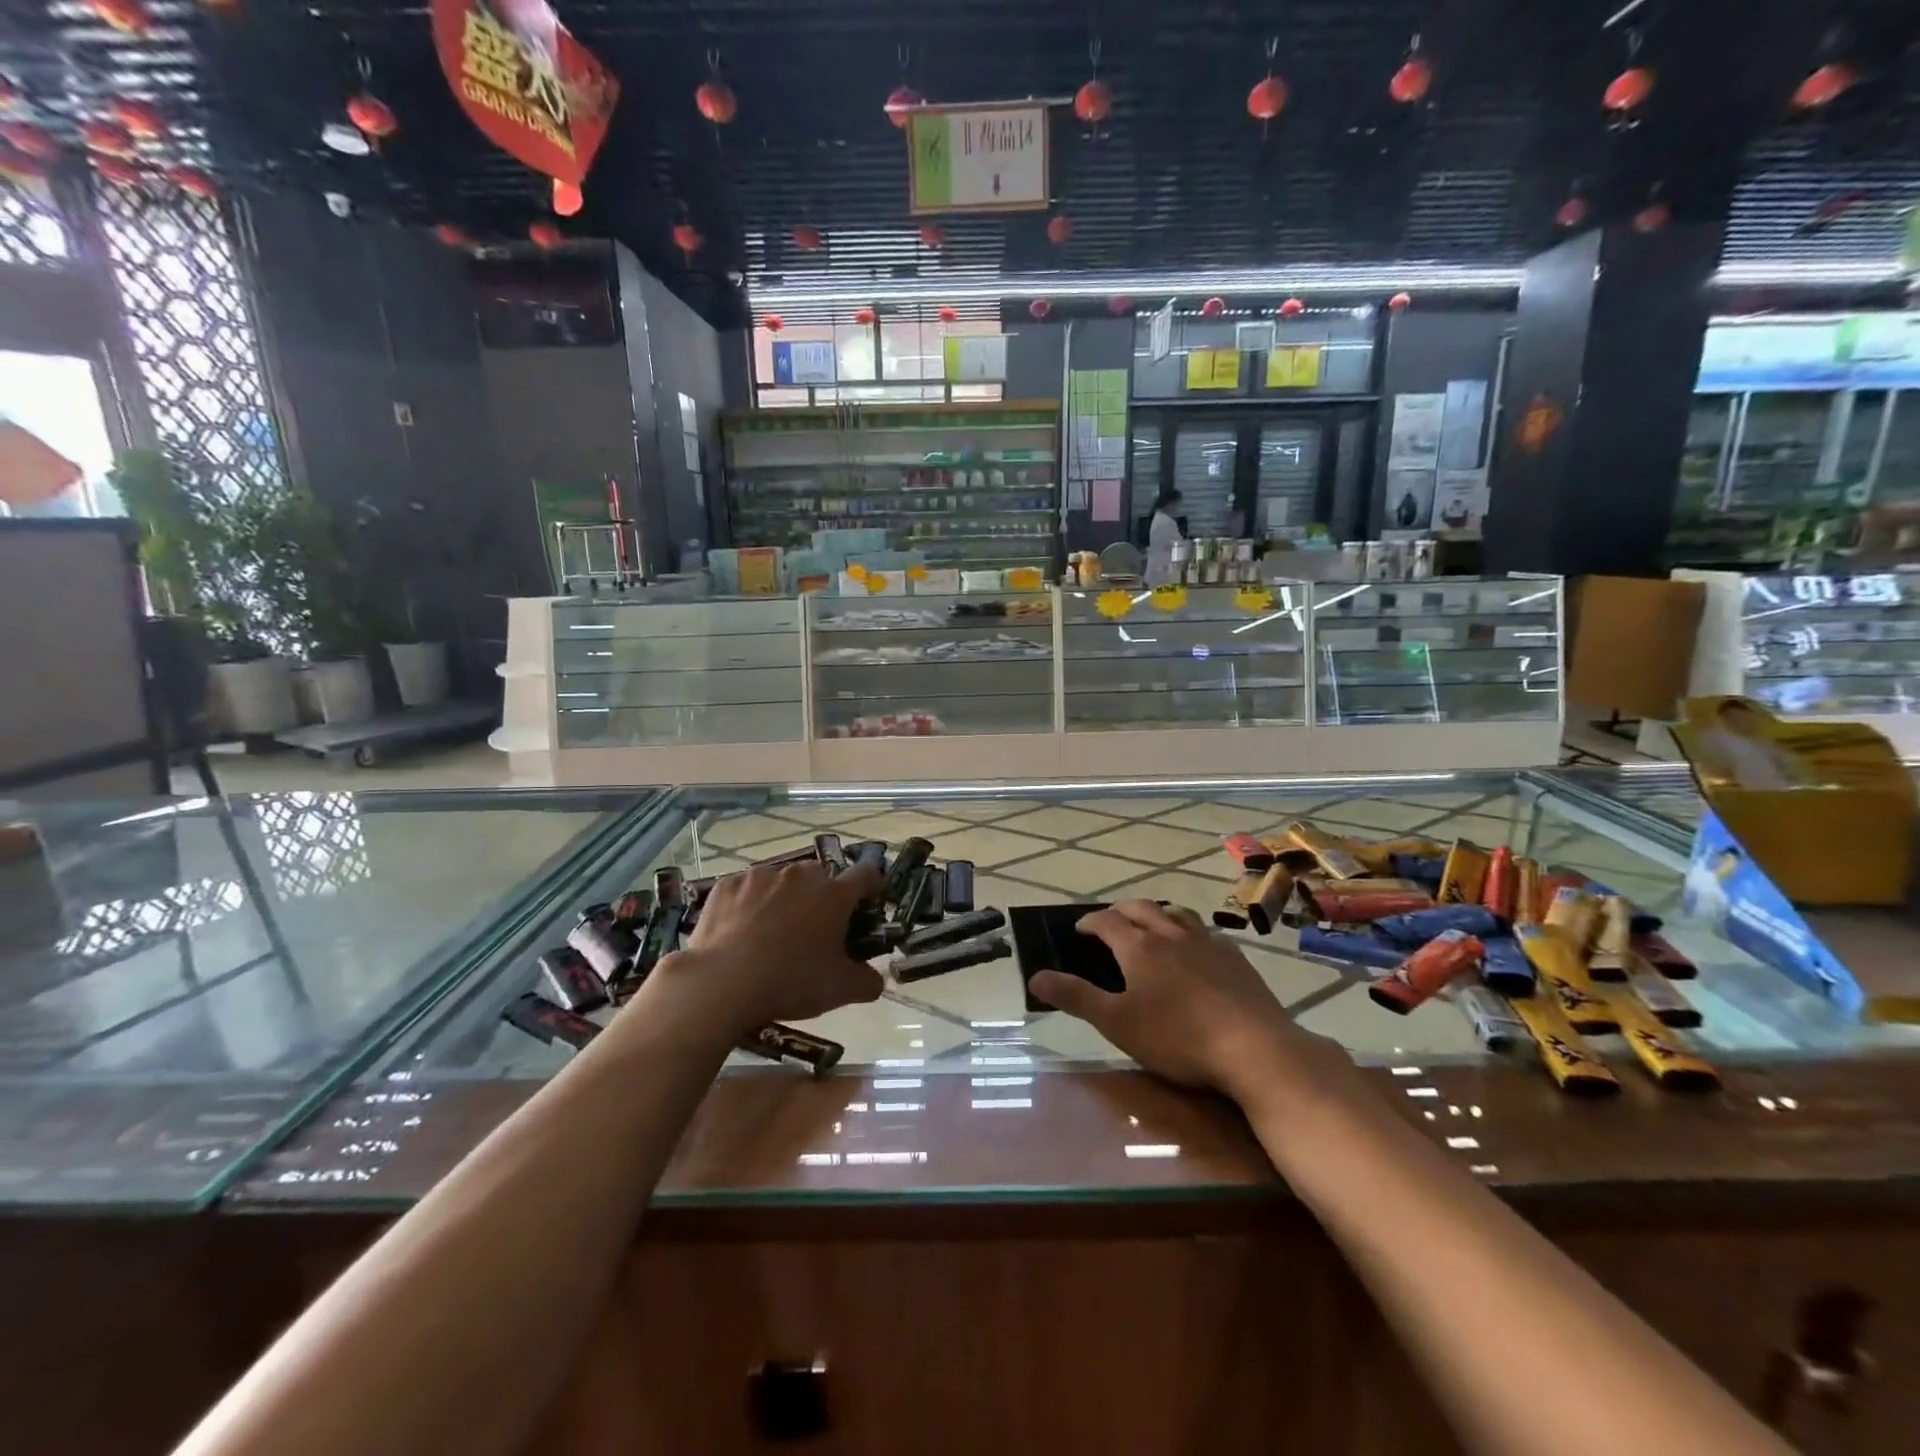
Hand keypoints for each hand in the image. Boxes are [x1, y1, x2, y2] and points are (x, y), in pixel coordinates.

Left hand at [656, 860, 884, 1033]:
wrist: (721, 984)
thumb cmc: (791, 981)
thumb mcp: (841, 990)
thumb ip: (869, 981)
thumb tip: (876, 978)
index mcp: (834, 894)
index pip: (865, 874)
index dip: (872, 886)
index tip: (870, 902)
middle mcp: (800, 875)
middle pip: (821, 876)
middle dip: (823, 896)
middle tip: (816, 928)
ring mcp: (760, 876)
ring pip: (781, 881)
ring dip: (785, 898)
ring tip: (772, 932)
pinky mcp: (726, 885)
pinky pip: (746, 890)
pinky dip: (749, 905)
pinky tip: (740, 932)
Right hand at [1030, 901, 1336, 1098]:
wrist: (1254, 1049)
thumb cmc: (1176, 1038)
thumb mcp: (1116, 1023)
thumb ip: (1075, 997)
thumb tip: (1035, 977)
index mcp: (1139, 946)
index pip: (1106, 920)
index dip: (1089, 922)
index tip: (1078, 929)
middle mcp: (1171, 933)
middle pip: (1141, 908)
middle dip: (1120, 911)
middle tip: (1109, 923)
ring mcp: (1207, 942)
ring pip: (1176, 913)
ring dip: (1156, 914)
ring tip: (1150, 926)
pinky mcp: (1235, 958)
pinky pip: (1205, 932)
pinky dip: (1188, 932)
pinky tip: (1194, 950)